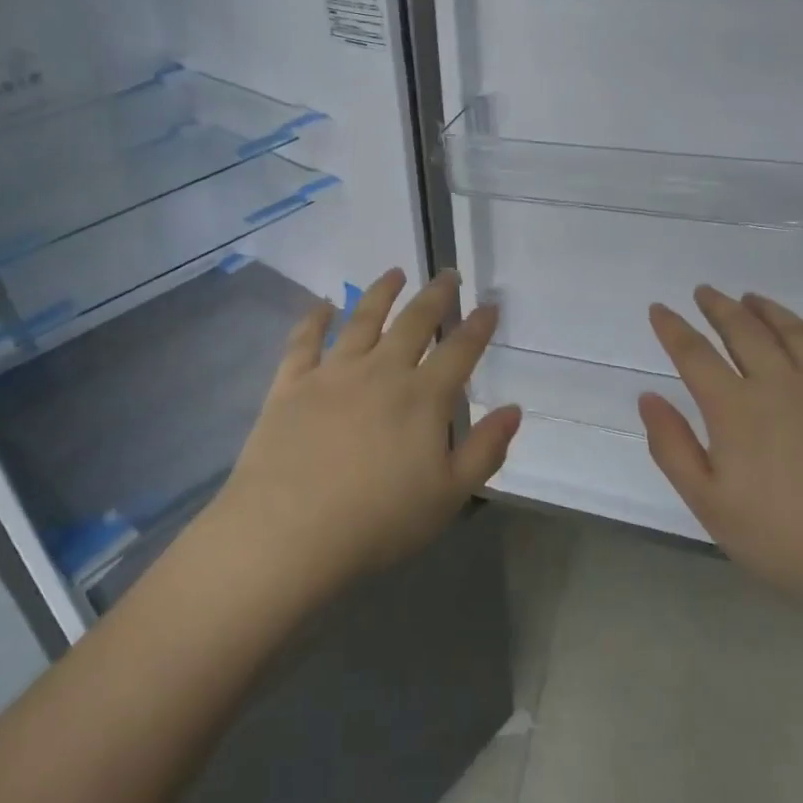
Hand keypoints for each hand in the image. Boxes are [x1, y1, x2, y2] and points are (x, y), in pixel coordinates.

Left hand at [208, 268, 522, 597]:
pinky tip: (323, 305)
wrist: (289, 529)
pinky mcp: (291, 382)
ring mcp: (332, 372)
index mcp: (422, 398)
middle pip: (413, 323)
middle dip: (435, 296)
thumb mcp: (448, 496)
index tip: (490, 304)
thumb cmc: (377, 520)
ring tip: (394, 273)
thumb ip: (484, 449)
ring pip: (362, 319)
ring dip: (381, 293)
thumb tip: (514, 409)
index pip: (459, 351)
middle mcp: (380, 371)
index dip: (478, 326)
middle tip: (447, 274)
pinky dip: (314, 318)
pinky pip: (304, 340)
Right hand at [639, 285, 802, 613]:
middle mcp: (782, 384)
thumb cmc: (785, 541)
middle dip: (719, 307)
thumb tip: (648, 397)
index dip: (673, 328)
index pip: (694, 354)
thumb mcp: (710, 504)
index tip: (659, 308)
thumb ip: (672, 447)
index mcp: (736, 408)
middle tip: (705, 291)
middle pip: (745, 331)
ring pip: (796, 332)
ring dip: (769, 310)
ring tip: (752, 298)